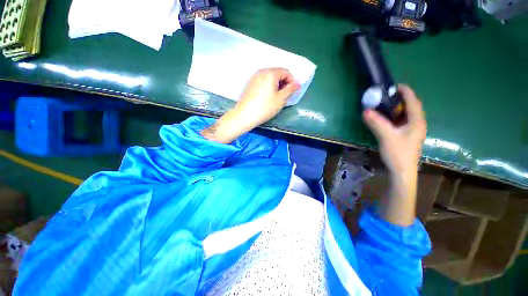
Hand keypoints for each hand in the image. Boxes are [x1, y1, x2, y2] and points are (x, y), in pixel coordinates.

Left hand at [234, 68, 300, 126]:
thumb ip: (290, 89)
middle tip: (284, 95)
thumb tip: (298, 83)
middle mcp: (261, 71)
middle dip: (283, 82)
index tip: (292, 92)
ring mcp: (254, 77)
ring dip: (276, 84)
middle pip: (277, 72)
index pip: (286, 72)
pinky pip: (262, 80)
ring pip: (269, 76)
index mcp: (270, 73)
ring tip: (276, 96)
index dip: (291, 81)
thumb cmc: (265, 108)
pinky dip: (268, 85)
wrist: (244, 115)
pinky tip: (267, 96)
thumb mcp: (281, 99)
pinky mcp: (249, 84)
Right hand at [363, 85, 426, 175]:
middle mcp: (417, 124)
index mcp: (416, 121)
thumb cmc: (398, 154)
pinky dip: (394, 116)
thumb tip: (365, 110)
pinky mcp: (406, 136)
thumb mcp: (386, 137)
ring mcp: (412, 130)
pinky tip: (385, 119)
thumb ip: (376, 123)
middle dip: (399, 99)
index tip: (394, 85)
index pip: (413, 101)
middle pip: (410, 106)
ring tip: (384, 105)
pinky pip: (401, 121)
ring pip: (406, 114)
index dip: (405, 91)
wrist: (402, 171)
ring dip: (396, 108)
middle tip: (385, 96)